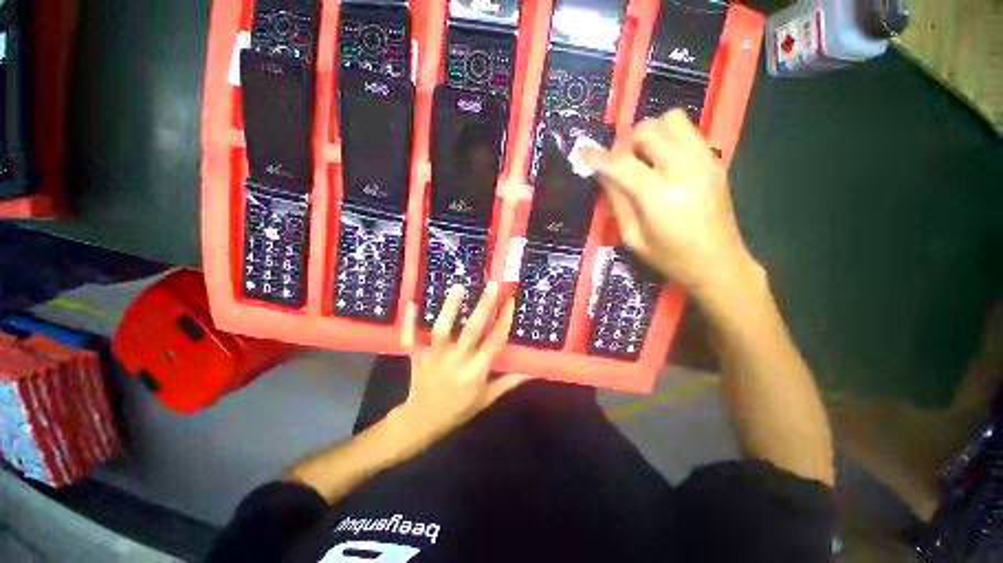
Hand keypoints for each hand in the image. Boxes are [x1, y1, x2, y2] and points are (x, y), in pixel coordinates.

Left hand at [396, 282, 529, 447]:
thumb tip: (531, 371)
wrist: (422, 421)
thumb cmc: (458, 410)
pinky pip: (411, 337)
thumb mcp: (486, 399)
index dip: (503, 321)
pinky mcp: (417, 356)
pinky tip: (411, 302)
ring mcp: (435, 357)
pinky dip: (410, 321)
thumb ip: (507, 383)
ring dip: (450, 308)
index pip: (494, 342)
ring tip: (459, 287)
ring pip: (442, 330)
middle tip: (493, 285)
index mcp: (476, 372)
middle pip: (472, 331)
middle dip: (484, 307)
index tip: (510, 301)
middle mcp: (457, 361)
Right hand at [582, 110, 760, 301]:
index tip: (583, 152)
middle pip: (648, 131)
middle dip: (626, 143)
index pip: (623, 164)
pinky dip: (668, 137)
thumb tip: (603, 174)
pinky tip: (662, 160)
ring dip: (649, 134)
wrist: (718, 262)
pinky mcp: (715, 159)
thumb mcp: (632, 237)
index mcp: (660, 197)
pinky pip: (687, 130)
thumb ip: (617, 202)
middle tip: (620, 164)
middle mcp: (684, 170)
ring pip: (671, 119)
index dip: (599, 157)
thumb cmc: (670, 258)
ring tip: (643, 158)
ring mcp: (704, 161)